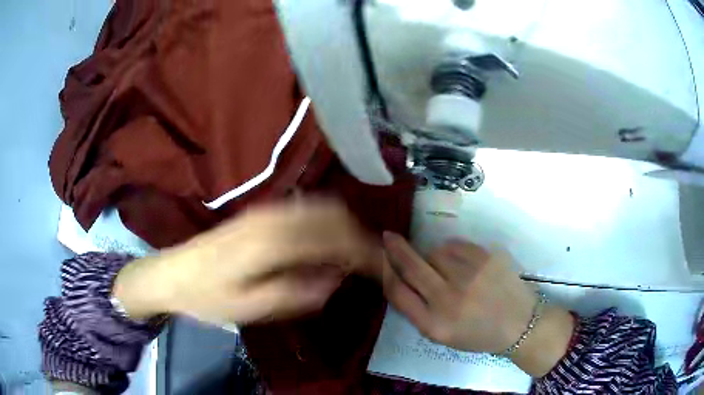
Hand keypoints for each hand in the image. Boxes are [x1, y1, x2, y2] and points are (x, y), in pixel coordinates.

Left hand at [112, 199, 372, 325]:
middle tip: (368, 265)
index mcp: (271, 241)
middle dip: (357, 237)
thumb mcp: (250, 307)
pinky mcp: (260, 213)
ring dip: (342, 229)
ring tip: (350, 258)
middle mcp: (273, 216)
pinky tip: (322, 248)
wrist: (172, 273)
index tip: (381, 267)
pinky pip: (304, 210)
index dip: (363, 250)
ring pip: (320, 208)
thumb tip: (334, 281)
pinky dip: (324, 225)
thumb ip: (294, 294)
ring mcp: (265, 210)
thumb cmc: (207, 296)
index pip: (334, 236)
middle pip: (332, 214)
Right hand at [381, 232, 573, 376]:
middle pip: (411, 267)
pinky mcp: (486, 259)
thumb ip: (418, 311)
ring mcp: (469, 276)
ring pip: (434, 253)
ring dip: (432, 256)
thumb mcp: (441, 335)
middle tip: (388, 237)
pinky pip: (456, 245)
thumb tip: (399, 278)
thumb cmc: (477, 334)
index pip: (397, 292)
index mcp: (434, 325)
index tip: (381, 259)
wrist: (519, 324)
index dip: (386, 272)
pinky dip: (452, 250)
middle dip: (395, 249)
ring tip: (447, 269)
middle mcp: (449, 300)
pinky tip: (462, 263)